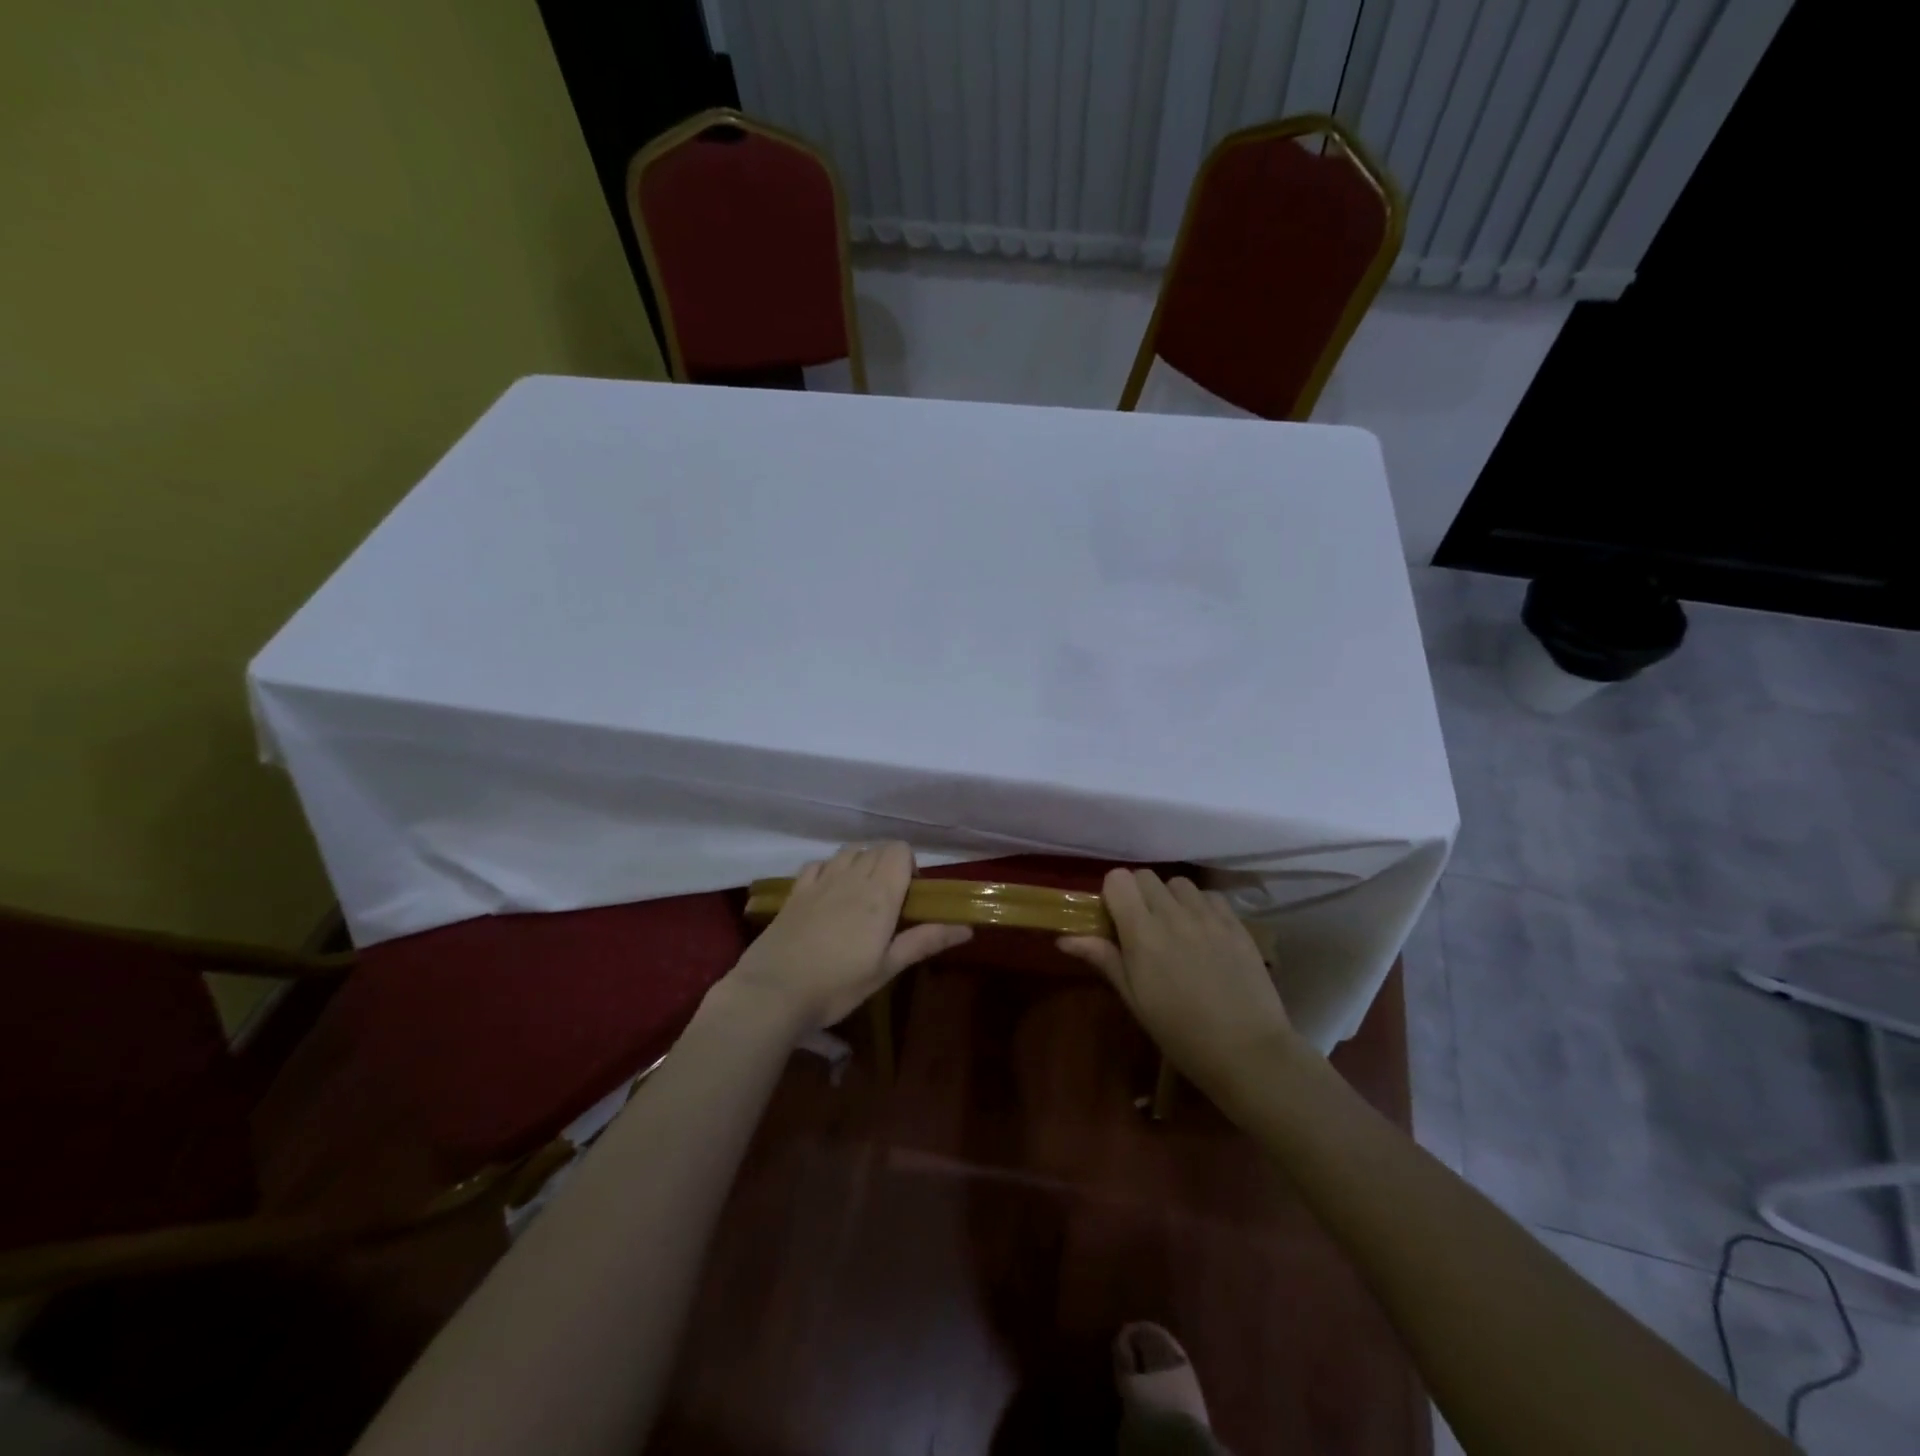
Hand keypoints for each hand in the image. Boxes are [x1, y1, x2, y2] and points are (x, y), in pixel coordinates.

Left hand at [725, 843, 971, 1030]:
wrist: (774, 991)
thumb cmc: (838, 984)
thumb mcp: (886, 968)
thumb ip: (924, 941)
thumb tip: (967, 928)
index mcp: (880, 893)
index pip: (900, 850)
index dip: (910, 865)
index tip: (910, 895)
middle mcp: (852, 877)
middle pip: (877, 848)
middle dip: (889, 864)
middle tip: (889, 901)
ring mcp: (821, 881)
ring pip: (848, 851)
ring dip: (861, 862)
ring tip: (860, 894)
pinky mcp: (796, 891)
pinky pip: (818, 864)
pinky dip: (829, 869)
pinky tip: (828, 892)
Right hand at [1058, 869, 1295, 1097]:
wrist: (1247, 1052)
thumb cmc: (1181, 1033)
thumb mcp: (1135, 1000)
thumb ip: (1104, 959)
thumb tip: (1064, 939)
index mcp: (1142, 933)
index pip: (1118, 879)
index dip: (1113, 894)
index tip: (1116, 919)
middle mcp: (1173, 914)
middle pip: (1145, 876)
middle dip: (1138, 894)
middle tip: (1143, 927)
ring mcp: (1208, 916)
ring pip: (1178, 883)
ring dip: (1170, 898)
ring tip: (1175, 928)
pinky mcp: (1236, 923)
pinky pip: (1210, 896)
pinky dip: (1201, 906)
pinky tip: (1204, 933)